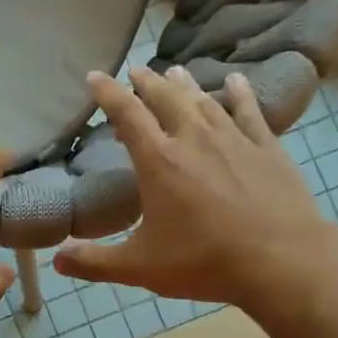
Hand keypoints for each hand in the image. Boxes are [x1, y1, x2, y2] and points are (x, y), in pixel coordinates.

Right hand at [55, 66, 334, 309]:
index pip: (128, 115)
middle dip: (147, 82)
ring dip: (186, 84)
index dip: (109, 93)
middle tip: (136, 70)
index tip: (96, 76)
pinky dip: (239, 93)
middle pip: (166, 98)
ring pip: (204, 100)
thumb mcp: (140, 267)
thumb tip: (56, 260)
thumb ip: (95, 262)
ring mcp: (234, 140)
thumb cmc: (204, 261)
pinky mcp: (267, 148)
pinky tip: (235, 81)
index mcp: (159, 161)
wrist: (281, 261)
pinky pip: (249, 111)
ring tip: (175, 70)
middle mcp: (193, 139)